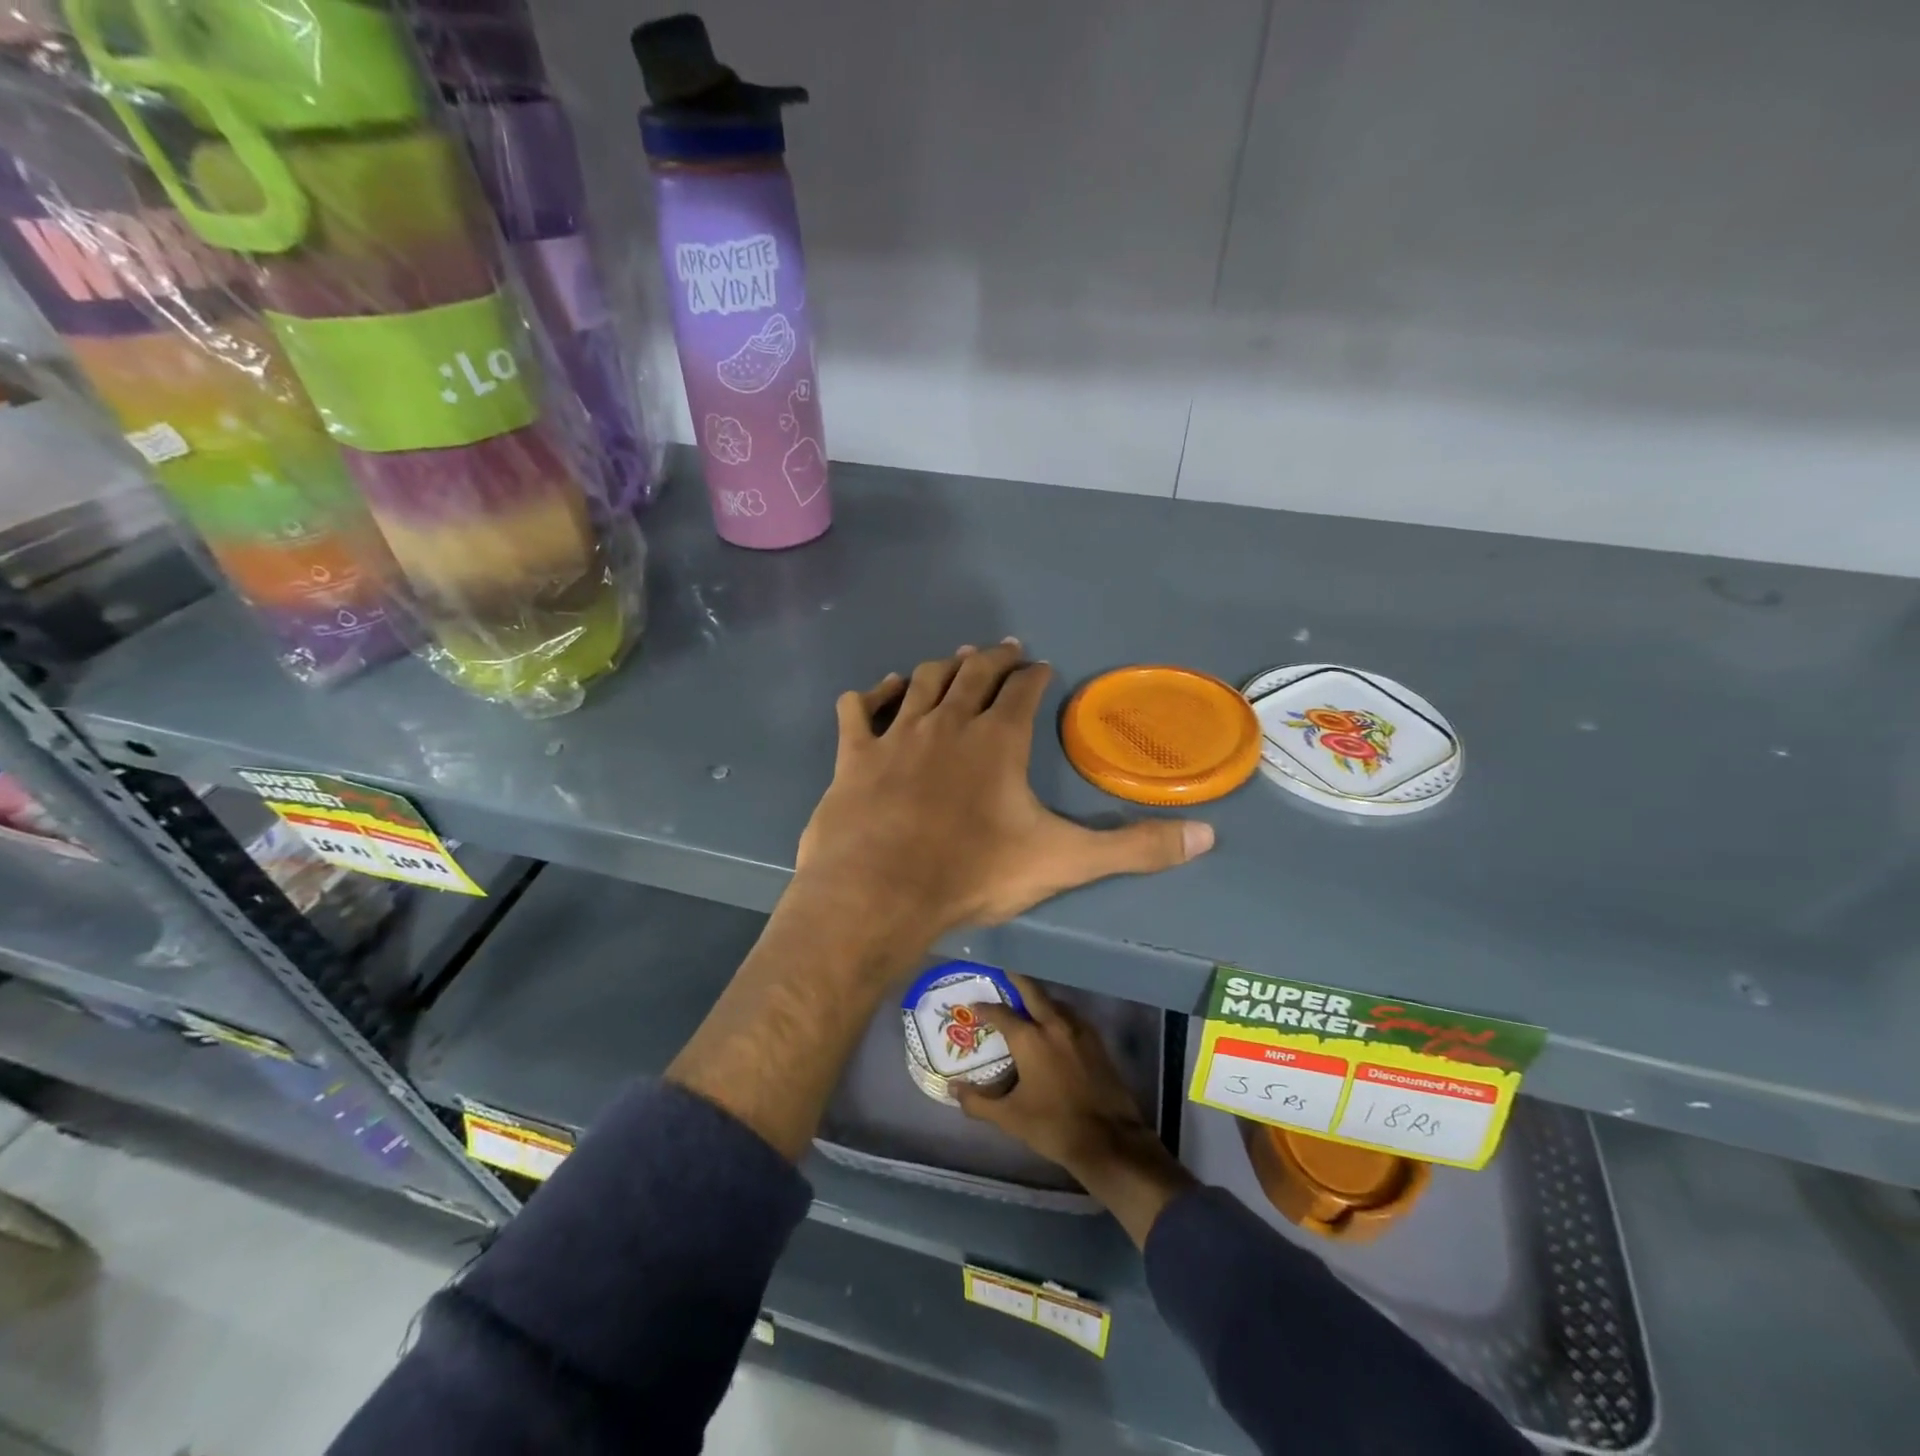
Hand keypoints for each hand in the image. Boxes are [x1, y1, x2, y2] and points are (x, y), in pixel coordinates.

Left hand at [793, 641, 1213, 960]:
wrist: (879, 894)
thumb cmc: (972, 874)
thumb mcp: (1062, 862)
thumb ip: (1133, 848)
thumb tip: (1206, 836)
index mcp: (997, 740)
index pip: (1022, 691)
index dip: (1035, 675)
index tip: (1041, 667)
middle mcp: (948, 723)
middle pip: (973, 674)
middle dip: (992, 658)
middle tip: (1003, 648)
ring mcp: (897, 735)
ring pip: (921, 683)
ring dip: (941, 668)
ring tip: (953, 661)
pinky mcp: (854, 755)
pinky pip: (860, 710)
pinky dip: (872, 695)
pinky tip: (879, 690)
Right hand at [955, 975, 1196, 1247]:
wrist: (1108, 1140)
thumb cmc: (1053, 1126)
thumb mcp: (1009, 1117)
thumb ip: (977, 1102)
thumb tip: (953, 1089)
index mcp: (1030, 1039)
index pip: (1001, 1013)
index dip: (985, 1008)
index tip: (973, 1005)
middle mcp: (1054, 1024)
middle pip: (1032, 991)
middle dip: (1015, 981)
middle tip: (1002, 977)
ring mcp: (1079, 1030)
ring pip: (1054, 1001)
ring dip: (1039, 998)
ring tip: (1026, 1003)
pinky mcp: (1096, 1041)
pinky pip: (1071, 1016)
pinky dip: (1058, 1013)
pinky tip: (1054, 1026)